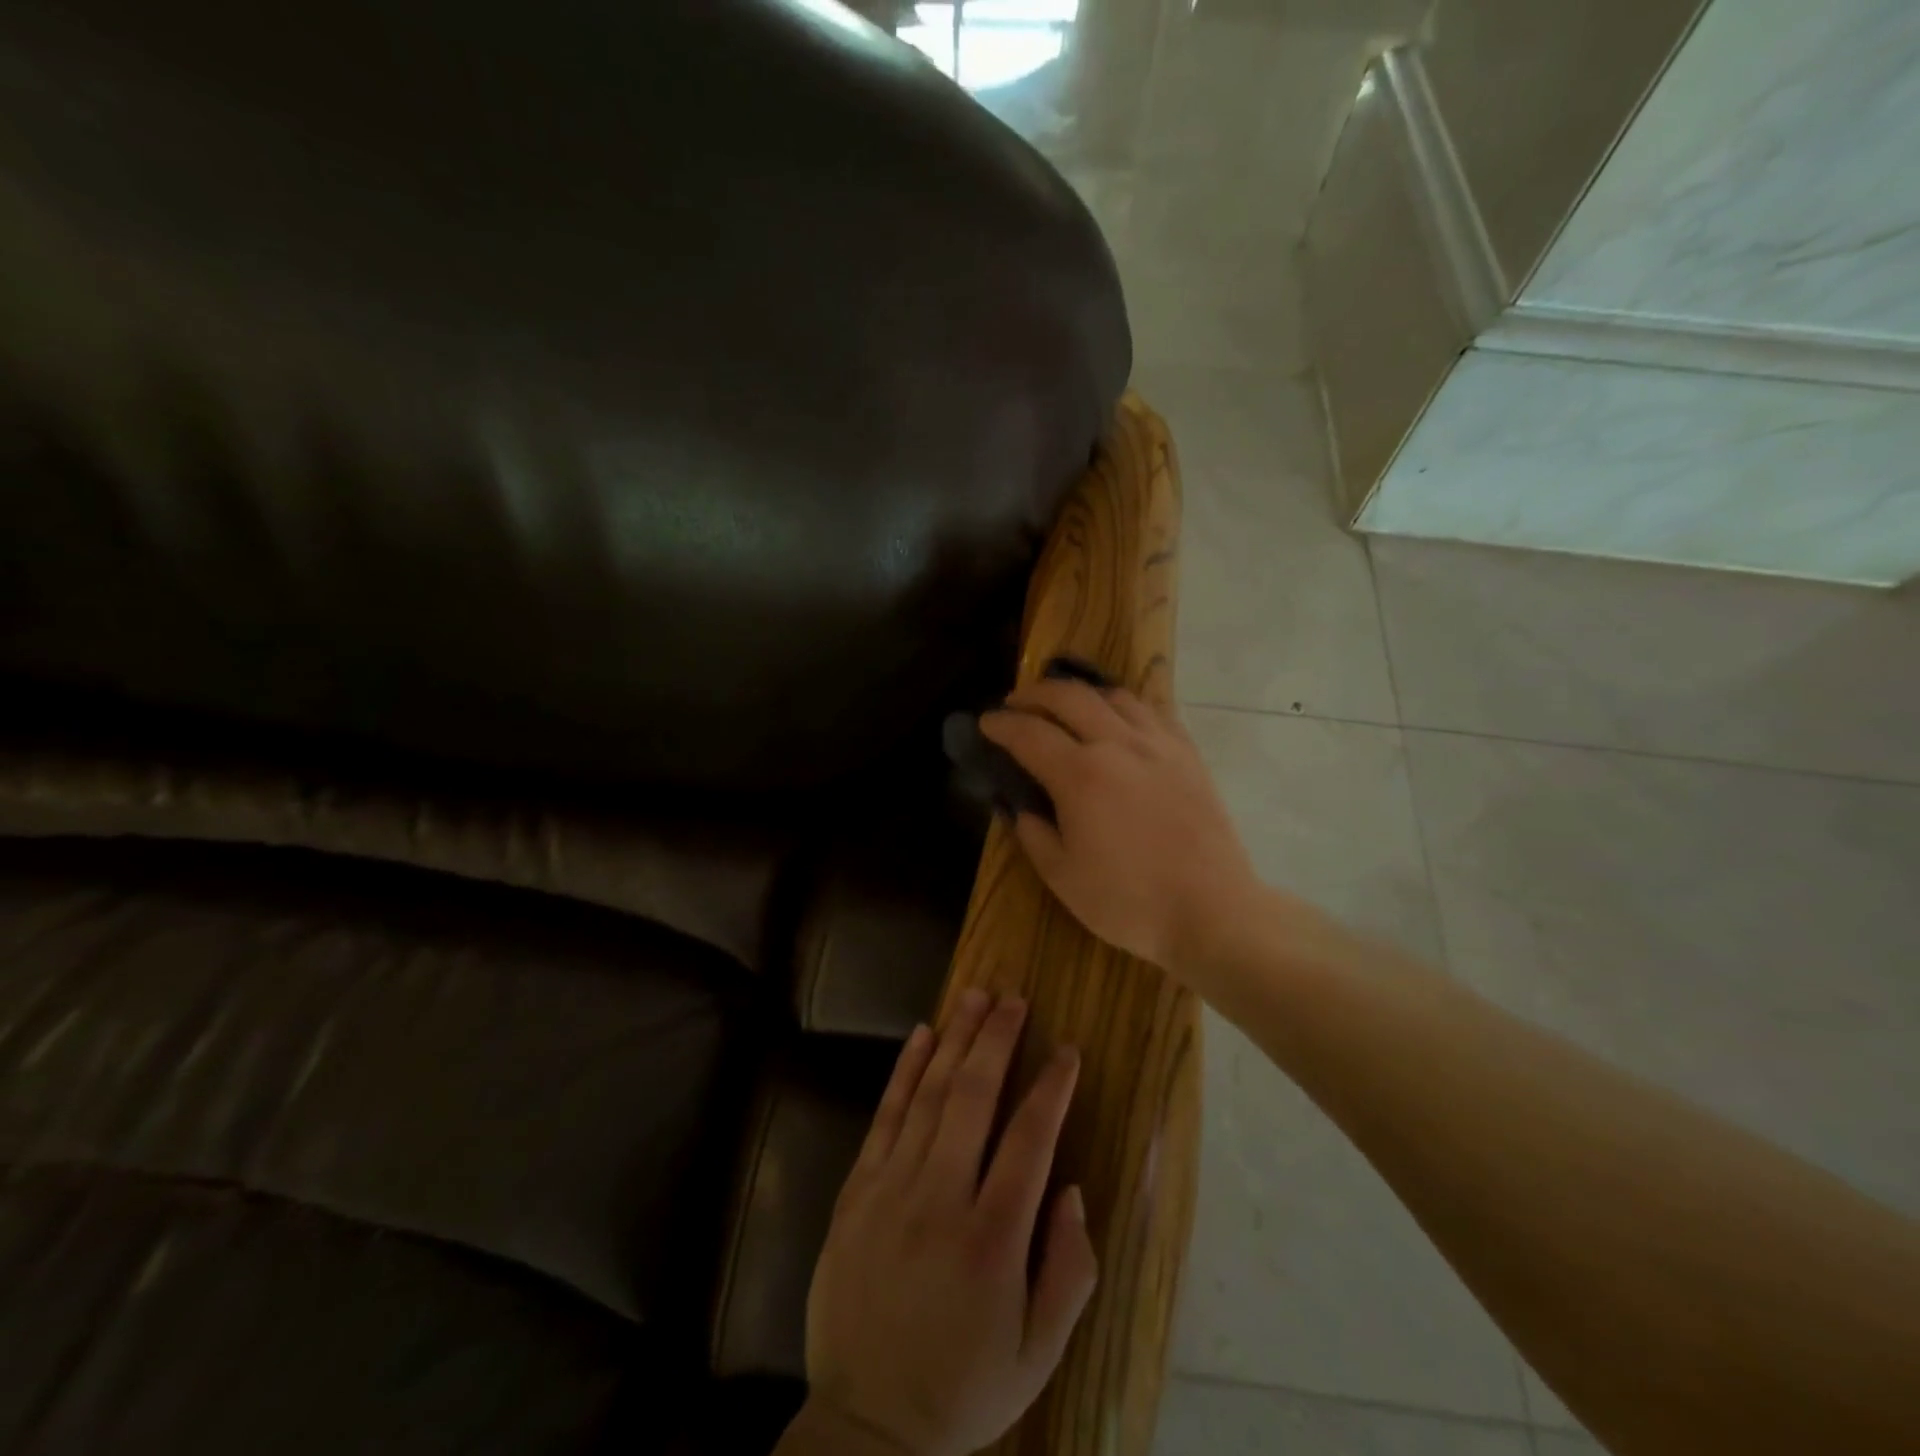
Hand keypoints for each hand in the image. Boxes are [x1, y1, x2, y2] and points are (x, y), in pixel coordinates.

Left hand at [800, 990, 1096, 1455]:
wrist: (866, 1424)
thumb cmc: (964, 1386)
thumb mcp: (1040, 1354)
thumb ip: (1069, 1269)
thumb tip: (1072, 1188)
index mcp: (993, 1240)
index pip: (1030, 1140)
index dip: (1052, 1087)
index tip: (1067, 1050)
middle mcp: (941, 1199)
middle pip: (974, 1097)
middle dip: (997, 1039)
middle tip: (1014, 998)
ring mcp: (892, 1189)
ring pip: (929, 1094)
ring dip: (955, 1039)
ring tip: (976, 996)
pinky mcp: (857, 1191)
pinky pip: (885, 1116)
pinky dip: (905, 1070)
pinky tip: (922, 1035)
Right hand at [979, 678, 1260, 973]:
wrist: (1212, 911)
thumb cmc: (1129, 901)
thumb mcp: (1062, 877)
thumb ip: (1034, 834)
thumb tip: (1021, 807)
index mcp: (1080, 775)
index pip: (1029, 734)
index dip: (1001, 725)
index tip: (985, 722)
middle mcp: (1118, 745)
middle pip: (1069, 697)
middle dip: (1035, 693)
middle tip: (1016, 704)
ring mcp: (1158, 746)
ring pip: (1114, 696)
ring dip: (1081, 693)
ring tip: (1066, 706)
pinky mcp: (1189, 755)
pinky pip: (1154, 712)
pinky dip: (1126, 706)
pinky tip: (1121, 719)